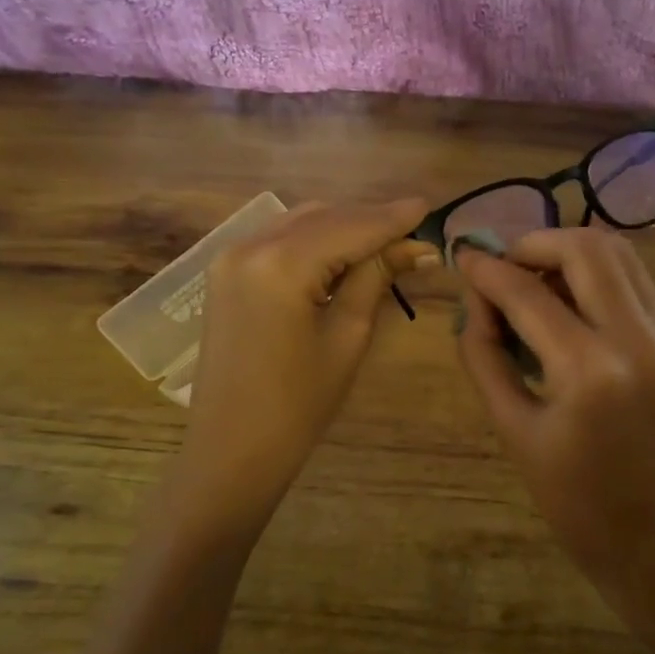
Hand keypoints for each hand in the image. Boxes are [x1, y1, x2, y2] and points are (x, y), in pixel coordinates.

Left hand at [177, 199, 433, 522]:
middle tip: (413, 233)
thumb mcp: (347, 336)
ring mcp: (231, 257)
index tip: (428, 206)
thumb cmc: (299, 404)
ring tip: (385, 243)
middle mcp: (250, 245)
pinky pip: (279, 240)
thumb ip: (376, 279)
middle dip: (369, 221)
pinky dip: (314, 240)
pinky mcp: (226, 272)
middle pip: (324, 217)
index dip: (392, 218)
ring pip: (301, 223)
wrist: (233, 447)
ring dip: (342, 227)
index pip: (350, 227)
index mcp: (281, 264)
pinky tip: (342, 254)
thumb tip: (416, 248)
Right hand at [454, 229, 654, 623]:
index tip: (461, 258)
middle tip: (501, 267)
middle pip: (586, 249)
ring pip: (619, 253)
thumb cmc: (574, 501)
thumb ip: (485, 357)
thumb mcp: (513, 431)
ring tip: (531, 279)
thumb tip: (474, 303)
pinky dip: (595, 273)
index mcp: (590, 370)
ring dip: (568, 252)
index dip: (487, 271)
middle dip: (534, 244)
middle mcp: (636, 338)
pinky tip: (564, 300)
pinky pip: (633, 280)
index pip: (528, 294)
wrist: (654, 538)